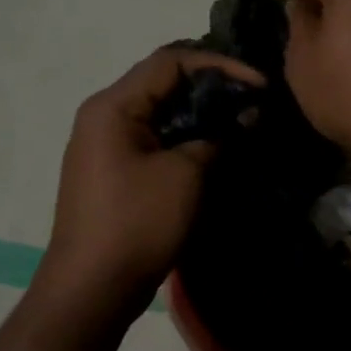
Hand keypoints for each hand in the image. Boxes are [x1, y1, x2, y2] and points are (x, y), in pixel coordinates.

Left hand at [42, 46, 264, 304]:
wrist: (91, 289)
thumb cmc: (137, 223)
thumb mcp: (186, 175)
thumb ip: (218, 137)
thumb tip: (246, 116)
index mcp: (113, 106)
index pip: (170, 62)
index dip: (219, 66)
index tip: (259, 85)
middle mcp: (103, 117)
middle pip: (163, 84)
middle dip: (212, 90)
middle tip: (253, 104)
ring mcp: (105, 146)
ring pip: (160, 114)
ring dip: (200, 116)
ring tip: (240, 125)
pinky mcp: (113, 172)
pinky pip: (153, 141)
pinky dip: (184, 139)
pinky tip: (213, 152)